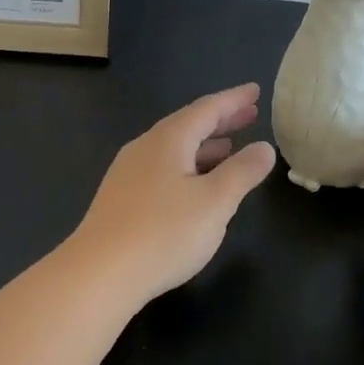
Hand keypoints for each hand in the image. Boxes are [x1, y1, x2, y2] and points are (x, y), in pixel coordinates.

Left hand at [63, 84, 276, 304]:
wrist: (99, 274)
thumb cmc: (164, 233)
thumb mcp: (215, 202)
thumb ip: (242, 172)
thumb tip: (264, 147)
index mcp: (168, 140)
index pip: (207, 109)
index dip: (234, 100)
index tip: (255, 90)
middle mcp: (145, 147)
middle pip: (188, 125)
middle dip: (220, 120)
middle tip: (250, 115)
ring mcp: (129, 172)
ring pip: (174, 148)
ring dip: (204, 145)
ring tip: (230, 149)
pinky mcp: (121, 198)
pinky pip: (162, 168)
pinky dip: (188, 166)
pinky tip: (195, 185)